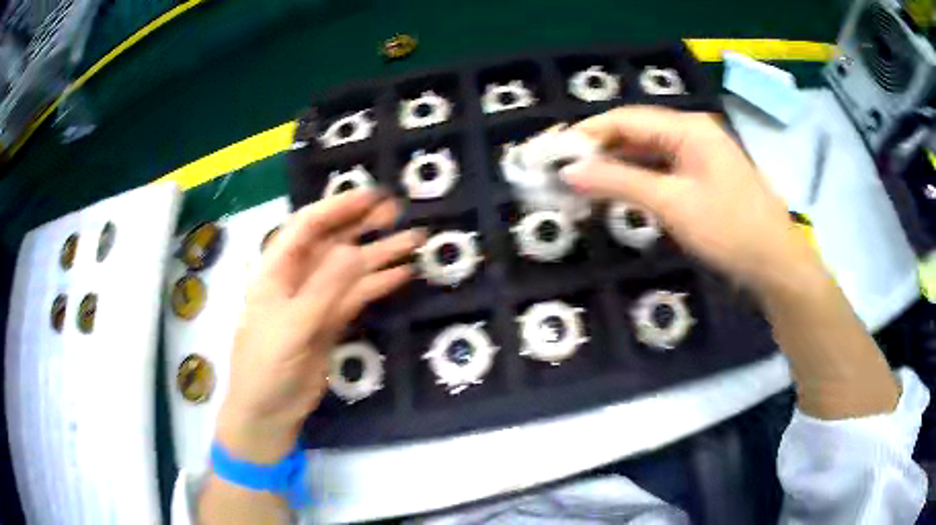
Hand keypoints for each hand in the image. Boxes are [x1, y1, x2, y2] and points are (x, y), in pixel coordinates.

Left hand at [216, 189, 423, 462]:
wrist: (268, 410)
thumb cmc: (266, 364)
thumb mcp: (292, 325)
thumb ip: (323, 289)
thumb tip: (354, 250)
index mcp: (277, 268)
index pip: (307, 226)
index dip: (338, 207)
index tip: (371, 196)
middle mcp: (298, 276)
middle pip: (332, 241)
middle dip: (363, 224)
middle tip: (398, 211)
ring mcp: (317, 299)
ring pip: (350, 268)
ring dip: (380, 254)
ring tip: (413, 239)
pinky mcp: (332, 321)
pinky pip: (358, 296)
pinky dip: (379, 284)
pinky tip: (403, 273)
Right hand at [562, 106, 822, 293]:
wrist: (776, 264)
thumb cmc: (729, 230)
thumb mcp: (673, 204)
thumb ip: (620, 182)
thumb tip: (571, 172)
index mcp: (688, 128)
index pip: (626, 119)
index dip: (588, 133)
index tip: (555, 152)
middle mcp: (692, 133)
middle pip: (637, 133)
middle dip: (600, 150)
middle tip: (565, 172)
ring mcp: (700, 156)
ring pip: (649, 153)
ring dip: (618, 166)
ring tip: (584, 183)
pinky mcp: (704, 178)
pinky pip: (663, 170)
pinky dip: (639, 180)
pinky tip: (620, 192)